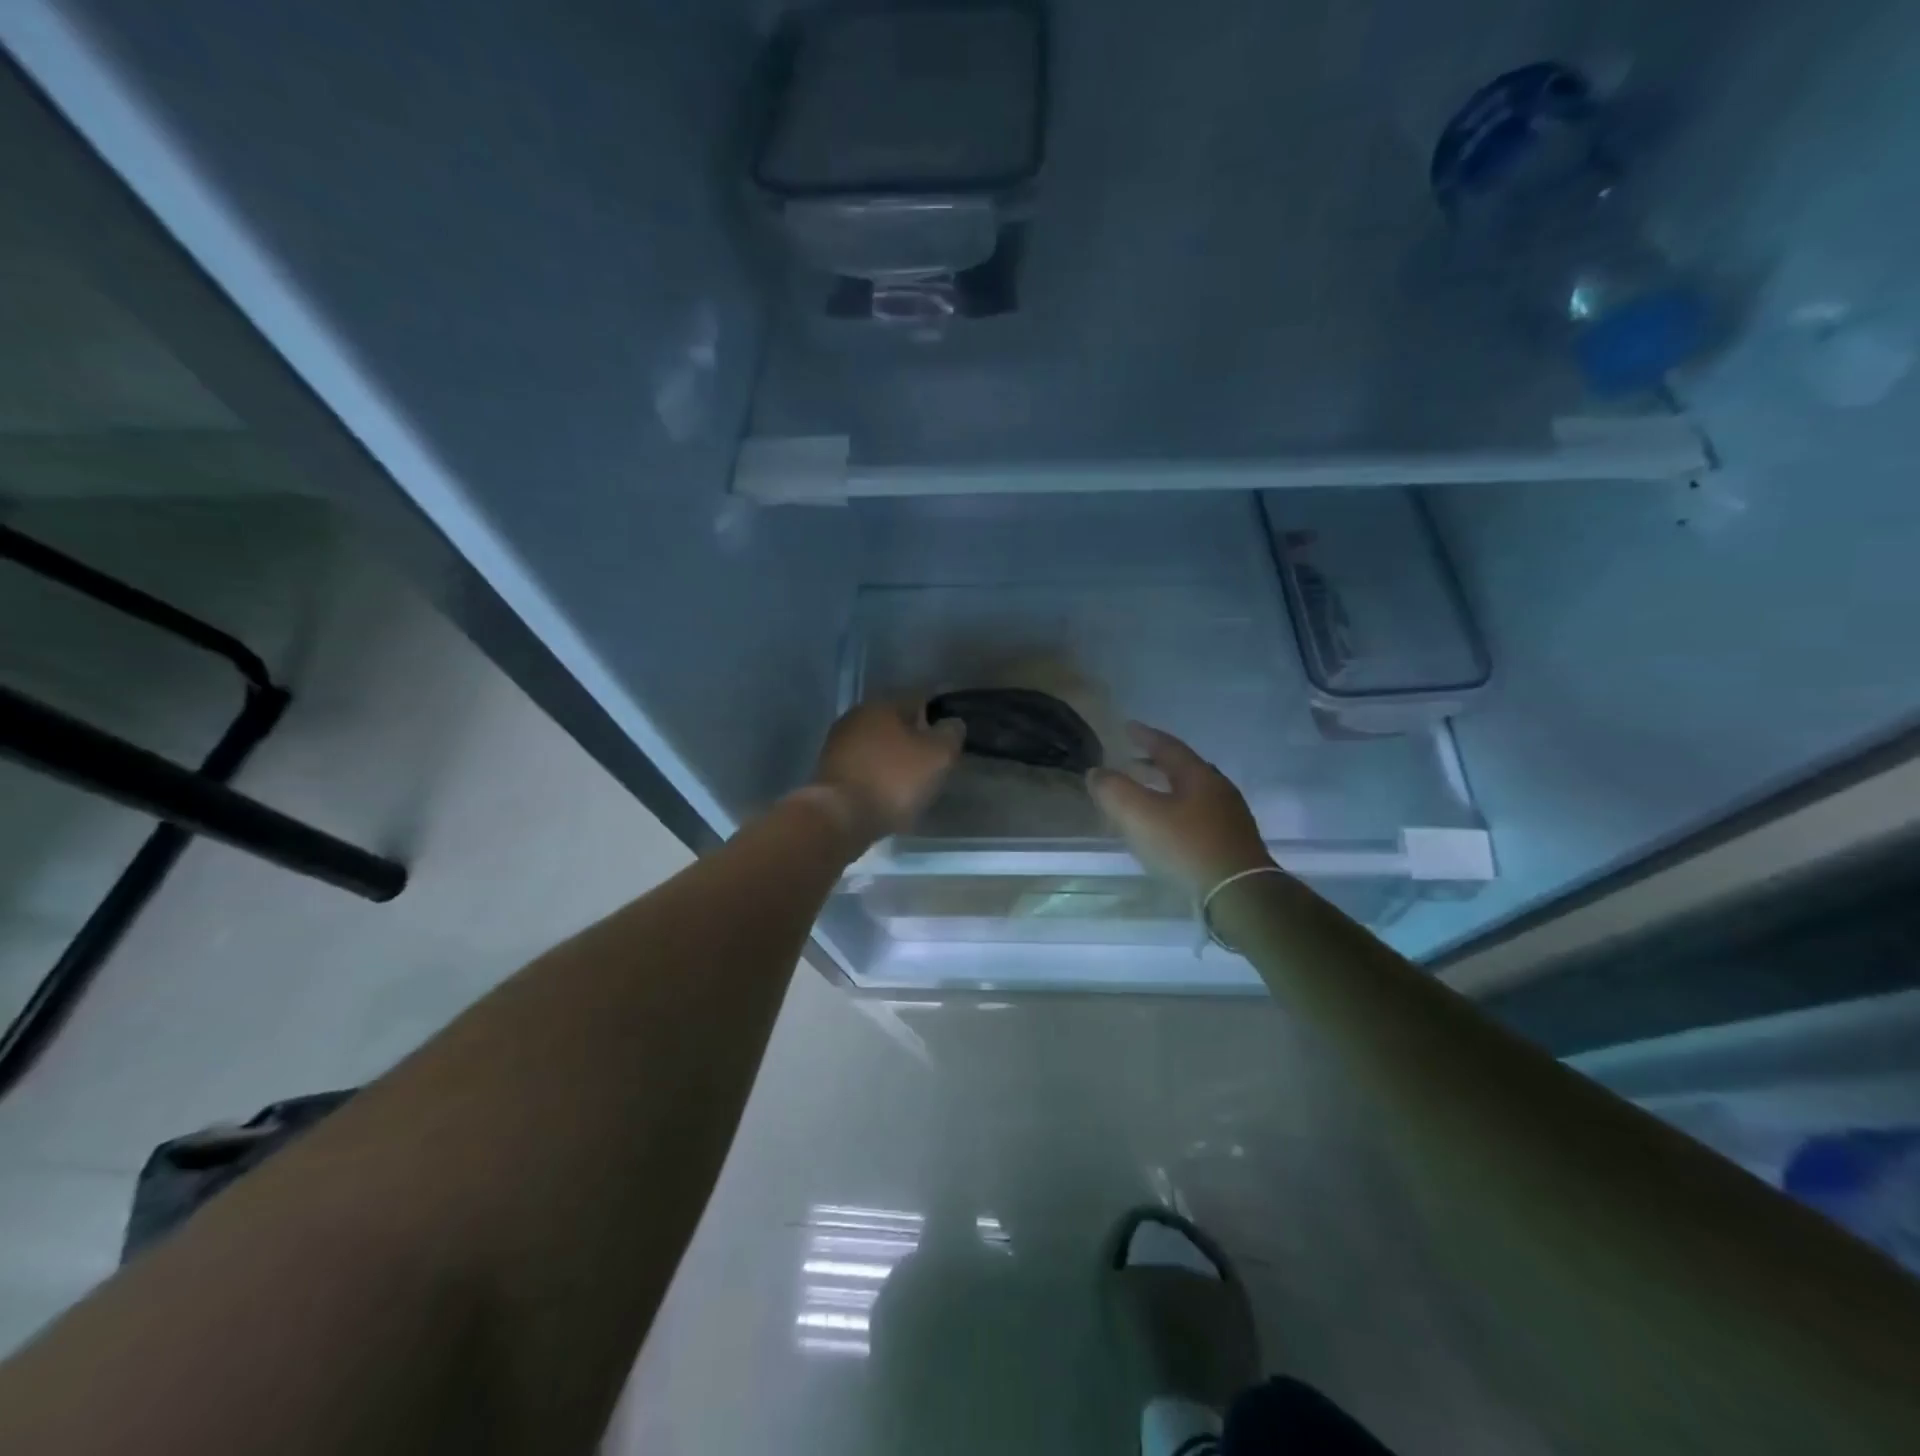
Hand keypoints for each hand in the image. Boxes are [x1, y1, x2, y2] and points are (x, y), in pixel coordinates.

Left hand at [808, 699, 965, 850]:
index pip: (919, 700)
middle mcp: (857, 716)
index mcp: (883, 704)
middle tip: (933, 763)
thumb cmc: (894, 780)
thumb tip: (952, 723)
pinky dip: (878, 776)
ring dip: (894, 759)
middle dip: (914, 739)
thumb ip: (951, 734)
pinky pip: (864, 767)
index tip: (950, 740)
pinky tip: (888, 794)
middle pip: (896, 723)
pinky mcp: (828, 771)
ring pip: (878, 745)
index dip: (938, 718)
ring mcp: (838, 743)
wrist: (840, 817)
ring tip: (912, 783)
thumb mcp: (938, 756)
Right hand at [1087, 722, 1274, 896]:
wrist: (1239, 893)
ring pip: (1193, 792)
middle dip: (1156, 762)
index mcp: (1197, 775)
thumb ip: (1113, 789)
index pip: (1168, 746)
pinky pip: (1200, 815)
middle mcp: (1218, 789)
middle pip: (1184, 767)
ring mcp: (1230, 816)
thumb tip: (1096, 772)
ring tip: (1147, 794)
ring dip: (1167, 788)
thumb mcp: (1140, 815)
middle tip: (1133, 760)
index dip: (1144, 736)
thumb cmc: (1186, 846)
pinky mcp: (1234, 842)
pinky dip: (1178, 811)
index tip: (1127, 727)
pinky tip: (1169, 827)